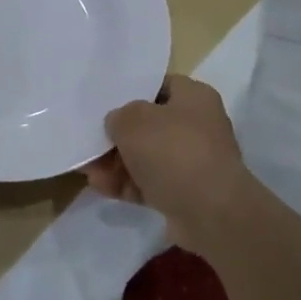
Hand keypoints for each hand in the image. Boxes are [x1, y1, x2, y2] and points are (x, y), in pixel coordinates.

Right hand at [86, 75, 251, 251]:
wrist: (211, 214)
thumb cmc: (173, 152)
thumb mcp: (133, 121)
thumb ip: (119, 116)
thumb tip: (118, 124)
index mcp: (194, 97)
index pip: (158, 86)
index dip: (130, 93)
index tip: (104, 104)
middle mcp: (198, 126)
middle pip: (149, 125)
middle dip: (118, 137)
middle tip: (91, 143)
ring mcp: (193, 162)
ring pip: (147, 157)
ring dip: (117, 164)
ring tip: (89, 172)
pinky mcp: (186, 193)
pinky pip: (150, 183)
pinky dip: (128, 185)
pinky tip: (103, 188)